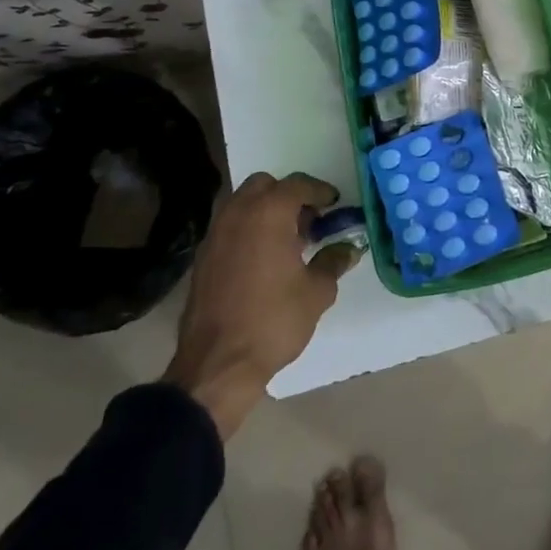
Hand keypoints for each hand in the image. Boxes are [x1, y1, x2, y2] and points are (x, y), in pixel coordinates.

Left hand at [162, 172, 361, 437]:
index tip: (334, 203)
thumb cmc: (273, 320)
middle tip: (308, 220)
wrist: (217, 365)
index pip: (297, 185)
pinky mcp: (202, 258)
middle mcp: (238, 214)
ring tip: (287, 241)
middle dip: (287, 195)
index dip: (319, 191)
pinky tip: (264, 260)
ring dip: (265, 212)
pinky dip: (248, 230)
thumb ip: (333, 262)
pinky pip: (230, 227)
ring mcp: (215, 235)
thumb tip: (347, 249)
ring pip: (242, 204)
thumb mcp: (316, 292)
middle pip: (264, 185)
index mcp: (268, 213)